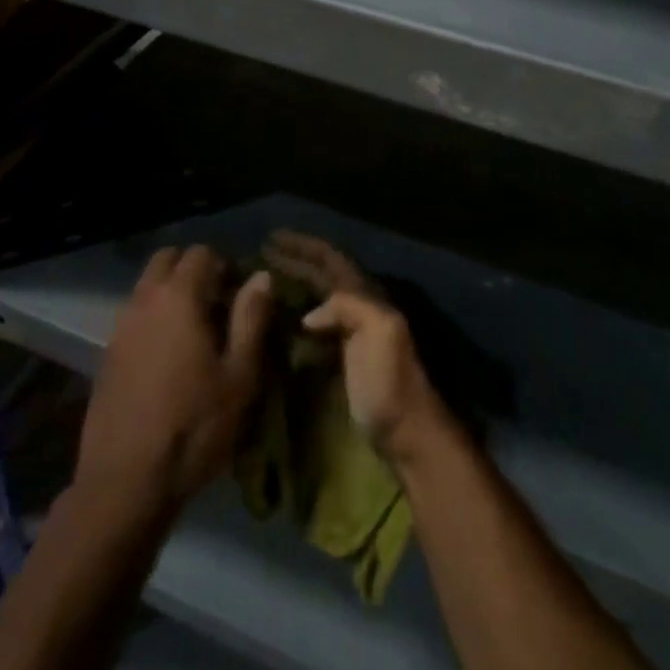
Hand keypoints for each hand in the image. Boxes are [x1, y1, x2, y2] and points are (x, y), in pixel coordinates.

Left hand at [76, 245, 273, 510]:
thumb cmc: (193, 428)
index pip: (201, 253)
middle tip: (217, 303)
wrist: (124, 485)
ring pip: (147, 287)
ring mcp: (120, 328)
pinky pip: (134, 316)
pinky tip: (168, 358)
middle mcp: (144, 301)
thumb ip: (251, 318)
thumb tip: (261, 276)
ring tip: (195, 332)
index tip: (240, 294)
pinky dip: (152, 319)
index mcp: (179, 298)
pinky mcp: (106, 356)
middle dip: (192, 270)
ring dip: (170, 293)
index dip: (225, 266)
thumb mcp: (239, 376)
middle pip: (167, 260)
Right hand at [265, 231, 451, 461]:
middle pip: (323, 274)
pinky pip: (316, 326)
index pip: (330, 258)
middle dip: (295, 261)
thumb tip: (308, 315)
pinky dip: (297, 315)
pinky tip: (279, 321)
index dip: (303, 246)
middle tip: (260, 254)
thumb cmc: (390, 381)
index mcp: (366, 295)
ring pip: (319, 297)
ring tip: (265, 280)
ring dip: (295, 284)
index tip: (272, 237)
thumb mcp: (378, 332)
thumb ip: (348, 307)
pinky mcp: (345, 358)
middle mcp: (359, 306)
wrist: (409, 432)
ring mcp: (353, 332)